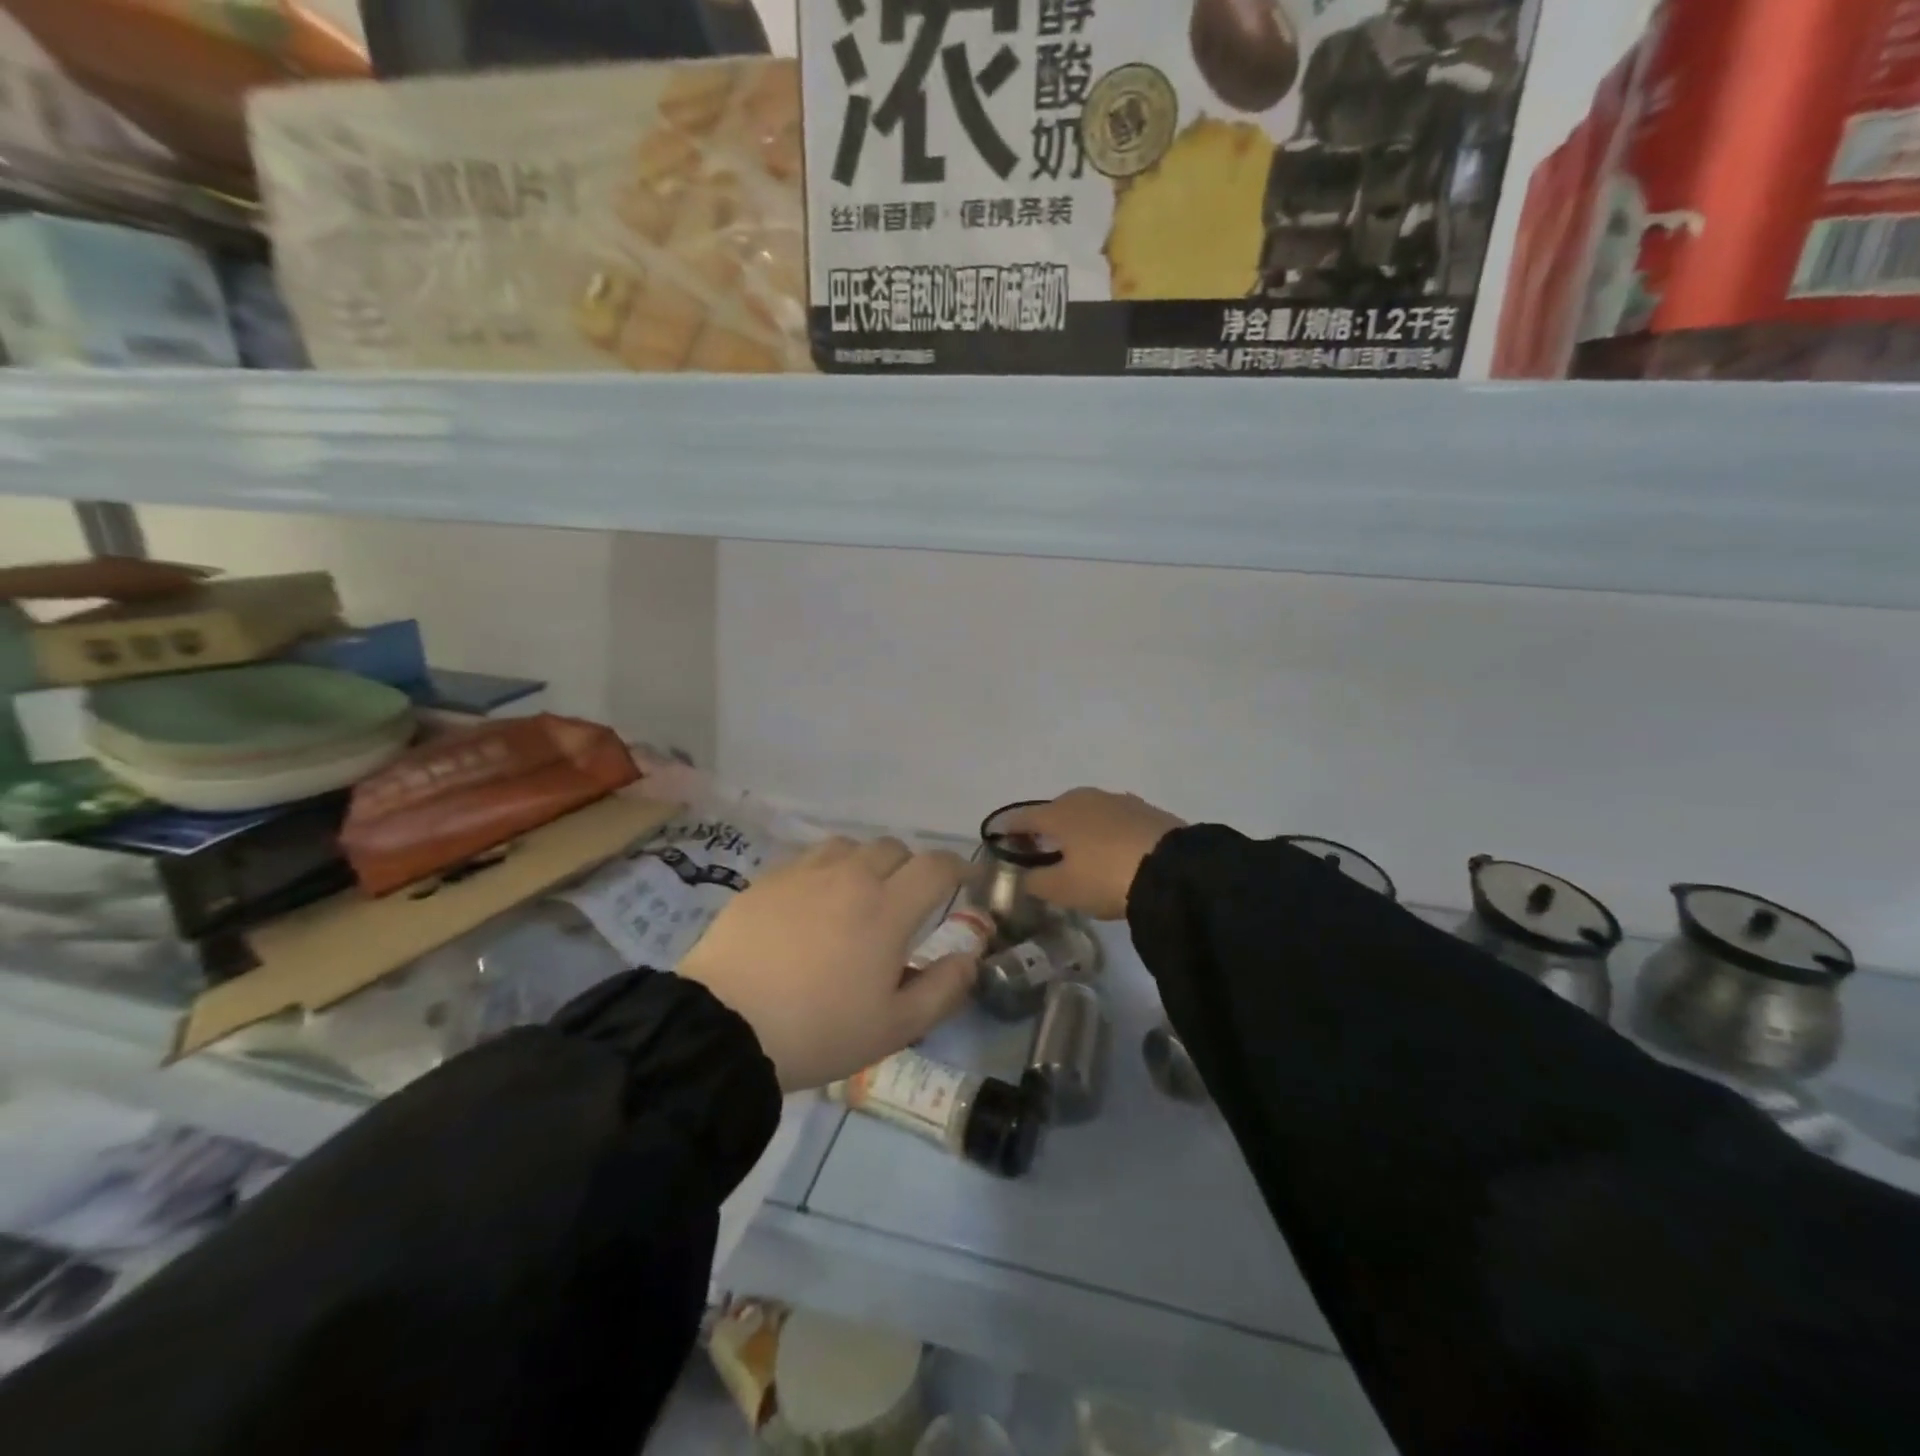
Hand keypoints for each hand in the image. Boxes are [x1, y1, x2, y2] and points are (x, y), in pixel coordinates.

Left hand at [677, 836, 977, 1089]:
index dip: (957, 868)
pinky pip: (810, 858)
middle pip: (894, 848)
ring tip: (857, 897)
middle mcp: (850, 877)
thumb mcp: (894, 1027)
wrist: (723, 1027)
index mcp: (887, 909)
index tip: (964, 882)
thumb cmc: (818, 1031)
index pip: (936, 866)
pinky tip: (813, 903)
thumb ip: (943, 989)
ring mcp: (804, 873)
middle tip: (905, 903)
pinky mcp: (767, 879)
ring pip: (851, 846)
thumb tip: (969, 958)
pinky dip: (826, 871)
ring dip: (866, 864)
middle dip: (910, 868)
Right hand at [1001, 789, 1185, 920]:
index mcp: (1057, 812)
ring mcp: (1117, 800)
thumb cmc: (1106, 877)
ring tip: (1075, 850)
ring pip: (1085, 812)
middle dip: (1043, 827)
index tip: (996, 837)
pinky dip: (1102, 831)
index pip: (1022, 817)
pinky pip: (1111, 819)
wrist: (1175, 870)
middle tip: (1038, 848)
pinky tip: (1108, 848)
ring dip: (1075, 828)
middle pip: (1054, 810)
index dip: (1007, 828)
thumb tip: (1025, 876)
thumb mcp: (1063, 889)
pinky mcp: (1145, 810)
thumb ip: (1036, 881)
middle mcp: (1084, 798)